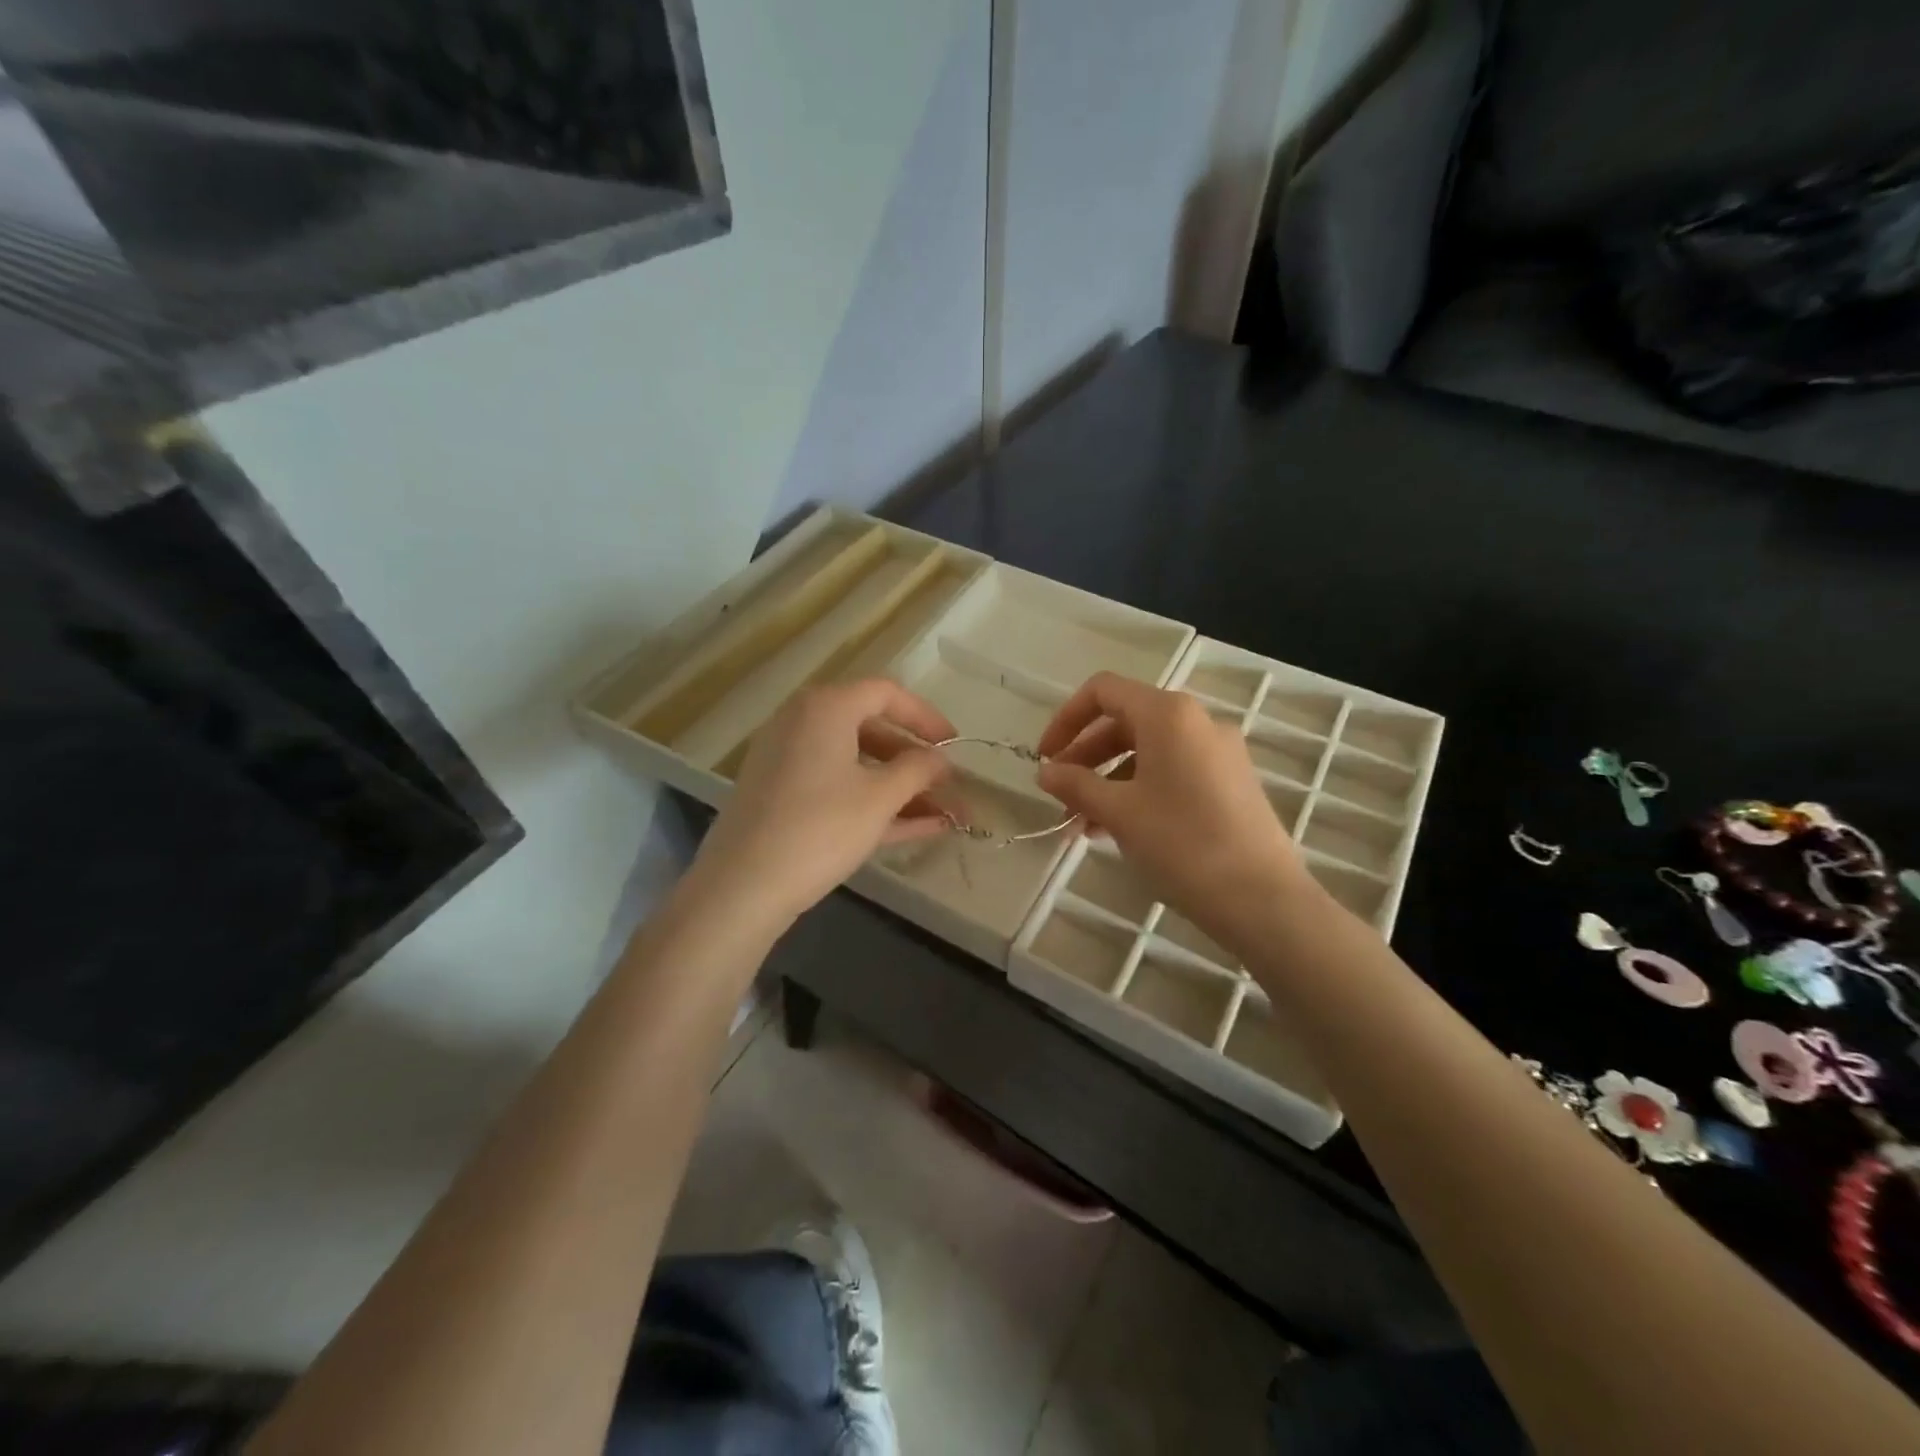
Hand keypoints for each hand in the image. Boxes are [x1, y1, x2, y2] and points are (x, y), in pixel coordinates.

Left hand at [686, 679, 956, 927]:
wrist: (741, 887)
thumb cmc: (820, 828)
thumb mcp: (879, 798)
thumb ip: (918, 770)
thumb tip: (940, 760)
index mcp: (826, 707)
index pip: (886, 693)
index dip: (926, 717)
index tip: (954, 744)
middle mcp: (802, 722)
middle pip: (871, 729)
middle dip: (915, 761)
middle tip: (947, 785)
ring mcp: (788, 760)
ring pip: (856, 764)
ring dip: (899, 787)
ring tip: (942, 815)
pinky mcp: (781, 795)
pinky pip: (836, 787)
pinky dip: (871, 802)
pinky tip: (915, 829)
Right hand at [1036, 673, 1309, 946]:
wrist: (1263, 899)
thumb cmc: (1182, 844)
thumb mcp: (1119, 813)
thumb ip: (1076, 785)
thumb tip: (1046, 772)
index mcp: (1168, 714)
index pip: (1103, 691)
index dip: (1065, 719)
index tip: (1045, 758)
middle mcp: (1197, 721)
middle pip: (1125, 722)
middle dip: (1085, 758)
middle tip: (1060, 797)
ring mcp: (1219, 752)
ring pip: (1148, 752)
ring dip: (1108, 781)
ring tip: (1082, 826)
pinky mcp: (1231, 783)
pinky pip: (1172, 772)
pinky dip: (1139, 791)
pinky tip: (1119, 830)